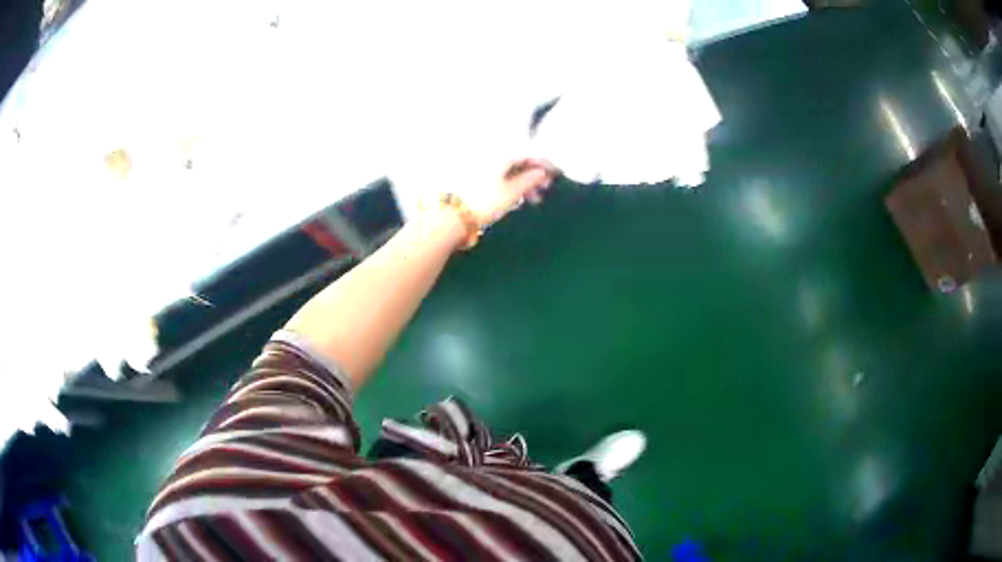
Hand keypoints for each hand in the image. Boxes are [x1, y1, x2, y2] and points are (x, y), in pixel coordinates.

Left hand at [468, 159, 557, 226]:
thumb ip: (530, 179)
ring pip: (507, 169)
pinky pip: (496, 175)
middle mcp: (489, 154)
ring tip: (531, 200)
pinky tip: (514, 199)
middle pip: (517, 160)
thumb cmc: (485, 202)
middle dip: (533, 174)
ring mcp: (479, 165)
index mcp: (500, 153)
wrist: (451, 216)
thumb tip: (542, 172)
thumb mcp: (512, 192)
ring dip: (522, 182)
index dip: (544, 163)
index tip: (557, 173)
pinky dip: (508, 184)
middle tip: (544, 190)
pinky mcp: (471, 177)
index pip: (528, 153)